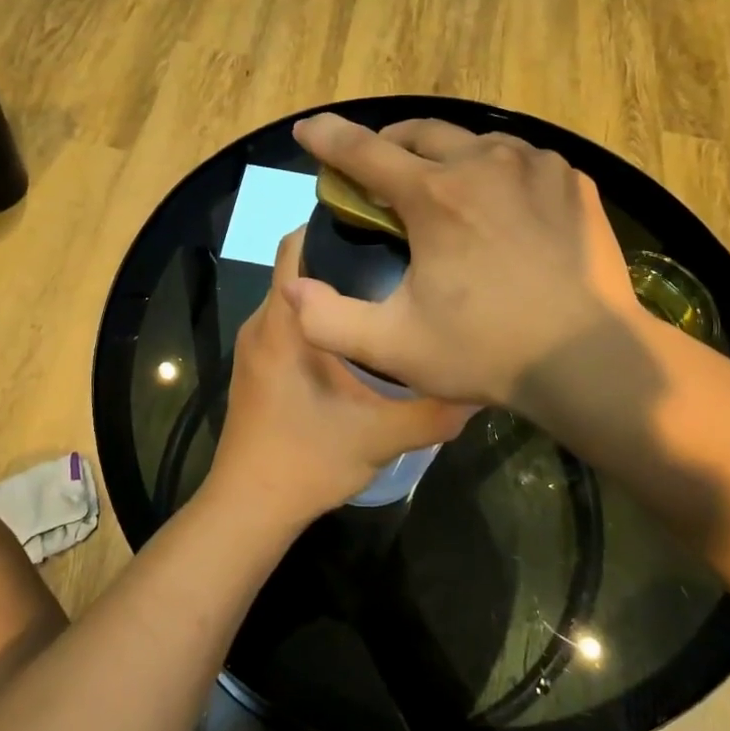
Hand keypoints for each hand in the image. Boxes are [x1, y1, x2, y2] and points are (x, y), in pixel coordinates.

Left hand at [202, 230, 474, 528]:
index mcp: (284, 326)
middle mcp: (263, 325)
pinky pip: (291, 323)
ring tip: (390, 291)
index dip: (334, 224)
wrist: (248, 509)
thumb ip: (433, 412)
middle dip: (345, 255)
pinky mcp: (259, 368)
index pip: (297, 247)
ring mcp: (256, 347)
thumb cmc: (306, 463)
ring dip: (335, 290)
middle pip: (300, 268)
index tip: (384, 221)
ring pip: (296, 298)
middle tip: (402, 257)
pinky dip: (322, 317)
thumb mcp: (379, 438)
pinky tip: (362, 337)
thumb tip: (481, 387)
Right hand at [287, 114, 639, 407]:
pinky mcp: (572, 181)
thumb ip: (328, 320)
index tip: (307, 129)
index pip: (364, 152)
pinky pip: (520, 160)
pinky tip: (499, 206)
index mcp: (435, 197)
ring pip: (473, 142)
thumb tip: (293, 287)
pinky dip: (495, 172)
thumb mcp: (394, 346)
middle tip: (379, 176)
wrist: (591, 359)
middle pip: (419, 133)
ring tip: (441, 191)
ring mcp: (536, 166)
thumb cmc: (488, 351)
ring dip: (445, 158)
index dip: (328, 138)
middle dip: (389, 146)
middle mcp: (484, 163)